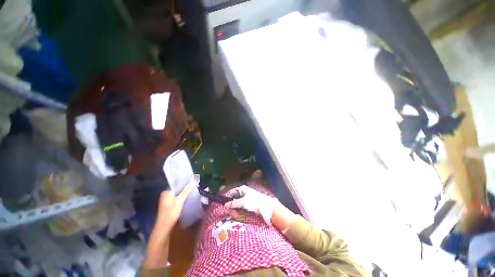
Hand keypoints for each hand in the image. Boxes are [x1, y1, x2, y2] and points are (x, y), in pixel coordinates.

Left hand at [156, 182, 193, 229]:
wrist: (164, 227)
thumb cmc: (171, 212)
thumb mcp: (180, 201)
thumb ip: (186, 191)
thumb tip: (192, 181)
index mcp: (166, 192)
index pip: (176, 183)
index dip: (184, 182)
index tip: (192, 181)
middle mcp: (165, 194)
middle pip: (177, 188)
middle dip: (185, 187)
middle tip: (193, 185)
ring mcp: (166, 199)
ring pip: (177, 193)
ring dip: (183, 192)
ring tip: (192, 190)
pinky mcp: (168, 204)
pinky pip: (176, 197)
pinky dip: (181, 196)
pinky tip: (187, 197)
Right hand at [224, 185, 277, 224]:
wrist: (266, 207)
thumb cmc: (254, 202)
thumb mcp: (243, 202)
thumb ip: (234, 203)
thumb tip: (225, 204)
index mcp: (242, 189)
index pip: (232, 191)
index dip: (227, 195)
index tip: (221, 201)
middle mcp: (244, 192)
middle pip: (234, 197)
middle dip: (230, 202)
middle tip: (224, 209)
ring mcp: (246, 198)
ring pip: (237, 202)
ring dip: (234, 207)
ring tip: (229, 212)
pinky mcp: (249, 204)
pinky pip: (241, 206)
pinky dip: (238, 209)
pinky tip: (235, 213)